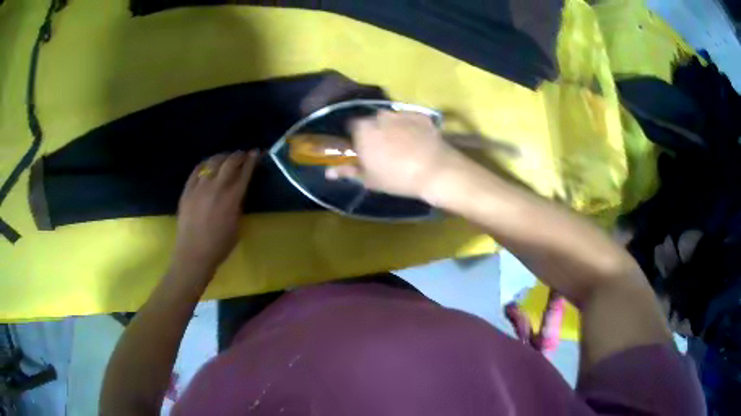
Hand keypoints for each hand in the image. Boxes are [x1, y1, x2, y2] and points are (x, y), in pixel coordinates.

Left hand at [173, 150, 258, 277]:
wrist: (193, 254)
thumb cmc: (219, 246)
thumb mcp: (237, 226)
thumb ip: (238, 205)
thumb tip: (239, 191)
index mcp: (232, 198)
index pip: (245, 172)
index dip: (252, 160)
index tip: (256, 153)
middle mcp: (216, 187)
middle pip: (230, 162)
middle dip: (239, 155)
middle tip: (243, 155)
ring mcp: (199, 187)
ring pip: (213, 162)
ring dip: (222, 157)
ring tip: (226, 158)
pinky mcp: (187, 190)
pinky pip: (196, 170)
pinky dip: (205, 164)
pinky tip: (208, 164)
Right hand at [326, 111, 463, 199]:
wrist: (436, 171)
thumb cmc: (397, 178)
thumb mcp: (370, 179)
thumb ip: (348, 172)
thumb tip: (329, 172)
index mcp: (363, 130)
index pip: (351, 126)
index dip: (354, 137)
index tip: (360, 148)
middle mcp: (380, 116)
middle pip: (371, 121)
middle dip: (373, 131)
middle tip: (382, 149)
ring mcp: (401, 113)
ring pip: (390, 118)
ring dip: (391, 127)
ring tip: (402, 145)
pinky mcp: (420, 115)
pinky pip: (409, 118)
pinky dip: (410, 126)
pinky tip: (417, 141)